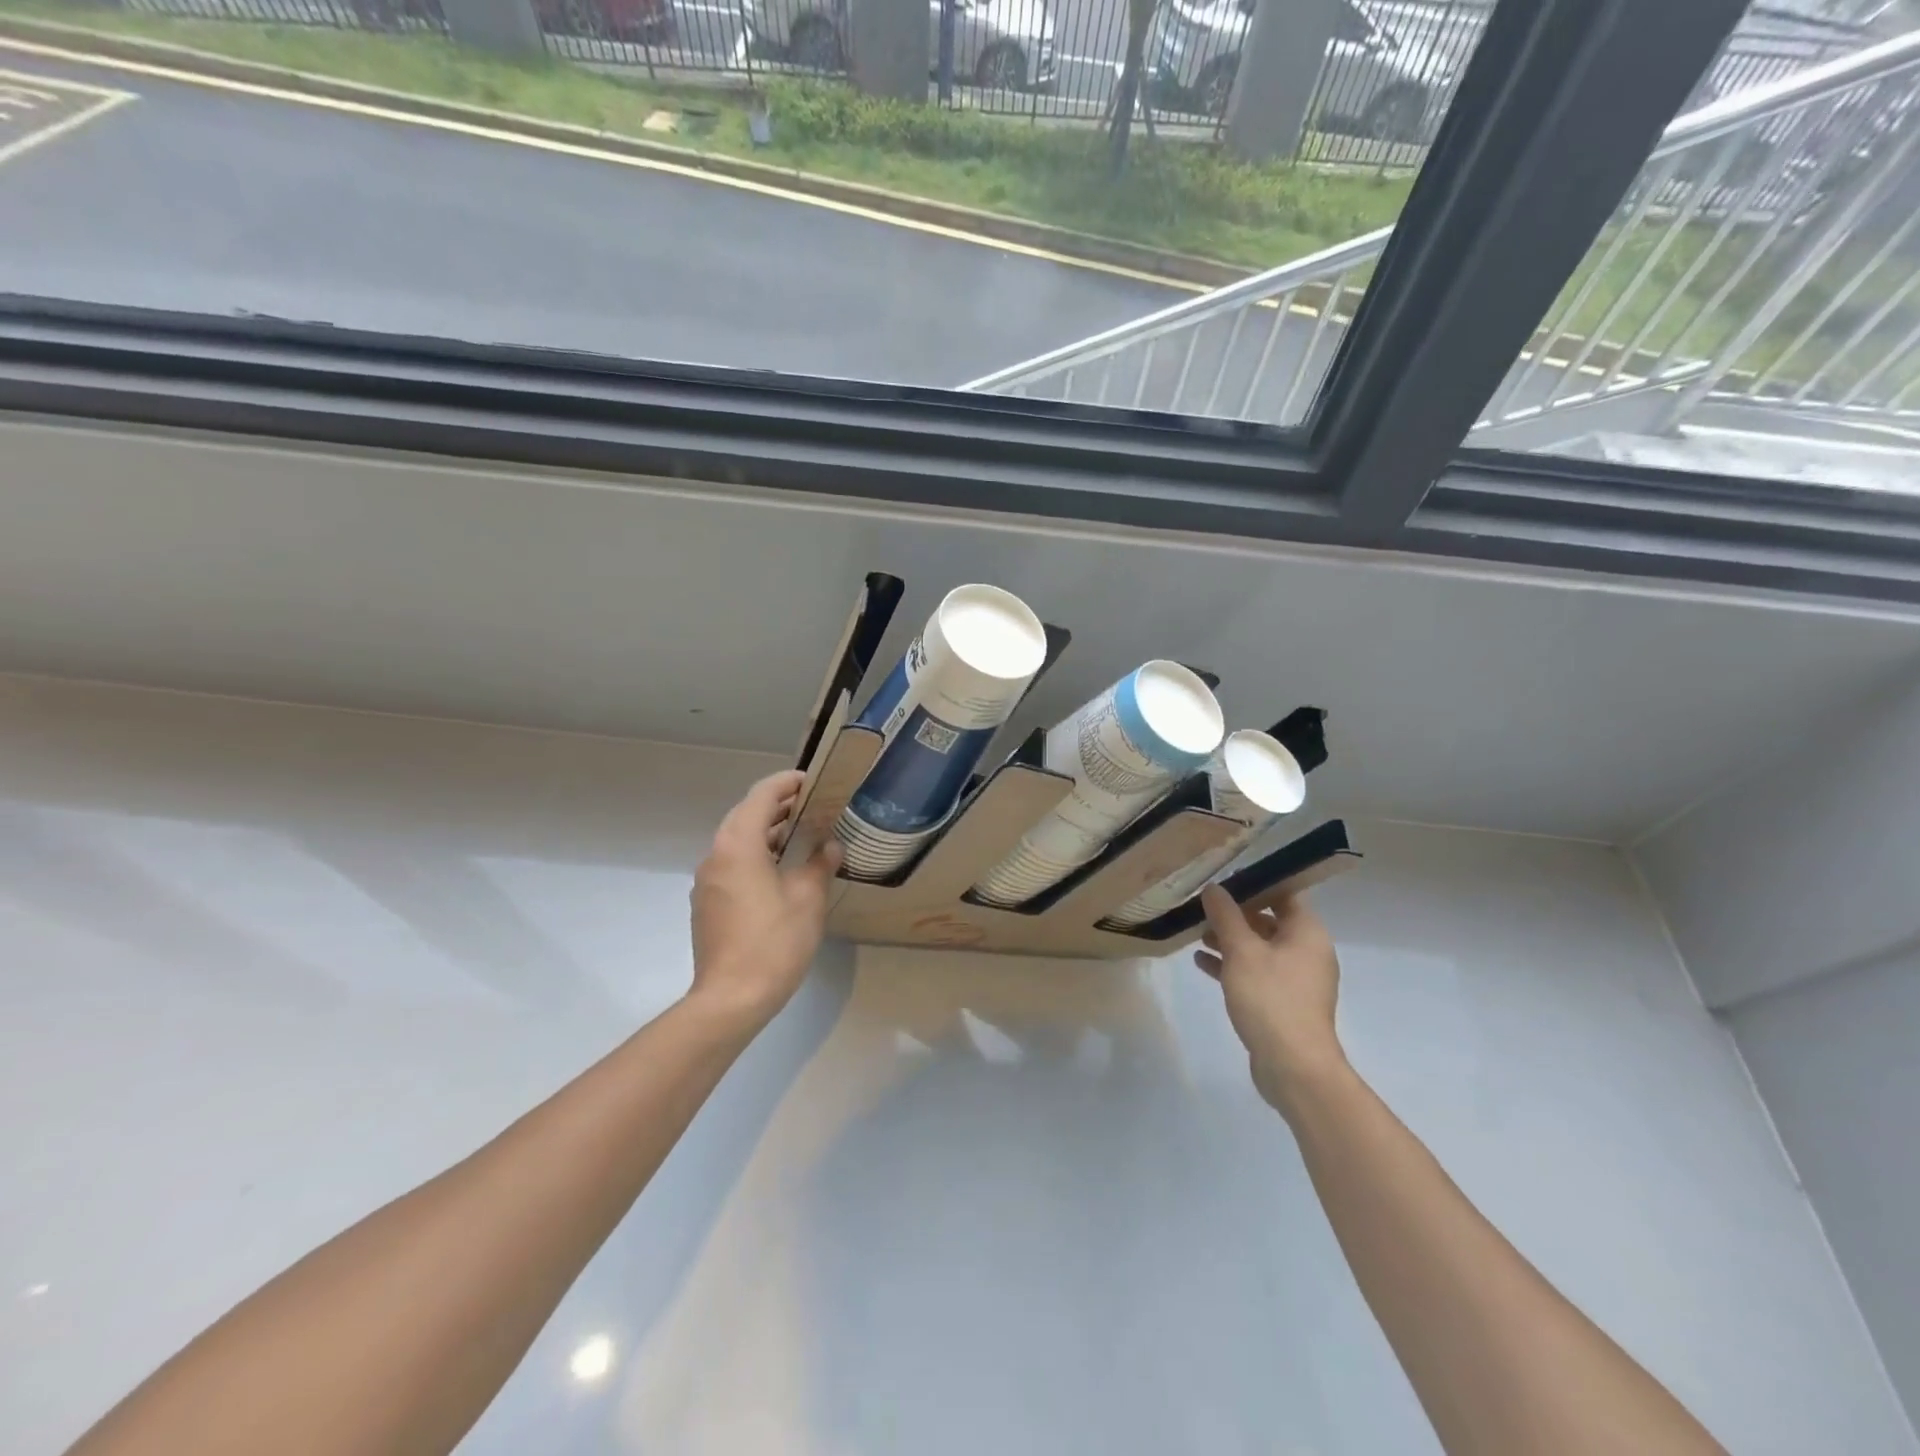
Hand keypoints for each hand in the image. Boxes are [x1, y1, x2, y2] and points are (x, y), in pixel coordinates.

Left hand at [689, 770, 842, 1029]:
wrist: (730, 999)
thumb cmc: (773, 942)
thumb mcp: (807, 899)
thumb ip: (819, 864)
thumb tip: (829, 847)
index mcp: (738, 845)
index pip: (761, 796)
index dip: (786, 783)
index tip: (812, 782)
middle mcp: (716, 855)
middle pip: (745, 815)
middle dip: (778, 807)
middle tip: (812, 807)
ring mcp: (707, 881)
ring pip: (737, 841)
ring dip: (767, 832)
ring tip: (802, 837)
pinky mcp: (707, 904)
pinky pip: (732, 864)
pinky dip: (756, 855)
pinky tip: (780, 872)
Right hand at [1195, 885, 1346, 1115]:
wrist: (1293, 1066)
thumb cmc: (1270, 998)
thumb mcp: (1241, 950)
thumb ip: (1226, 916)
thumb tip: (1214, 888)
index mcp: (1307, 933)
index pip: (1283, 894)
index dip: (1253, 885)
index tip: (1221, 882)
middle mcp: (1307, 952)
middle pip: (1269, 921)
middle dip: (1235, 915)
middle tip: (1202, 909)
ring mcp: (1297, 980)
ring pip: (1260, 948)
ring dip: (1230, 940)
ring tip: (1197, 934)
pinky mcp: (1284, 1002)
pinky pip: (1256, 973)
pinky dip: (1233, 965)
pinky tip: (1202, 963)